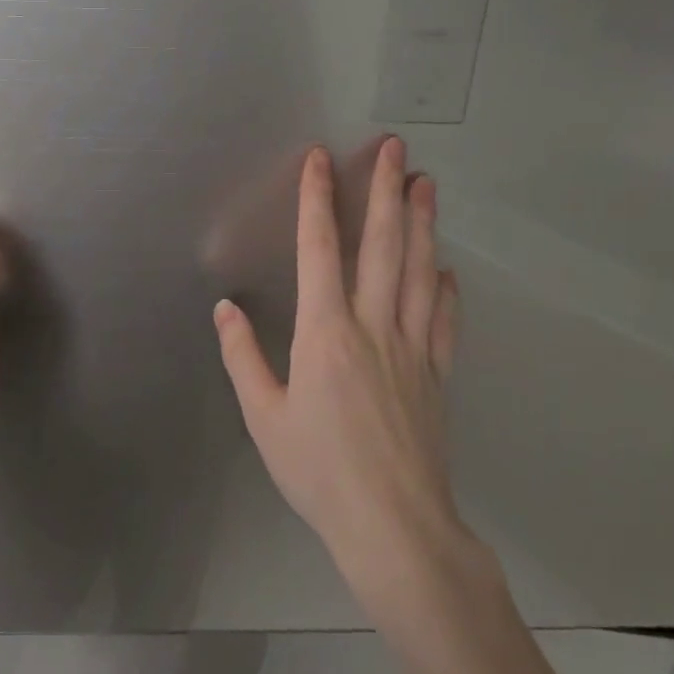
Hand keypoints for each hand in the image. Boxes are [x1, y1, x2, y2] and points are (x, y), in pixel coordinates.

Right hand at [213, 139, 464, 596]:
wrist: (393, 525)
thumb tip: (225, 307)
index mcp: (325, 333)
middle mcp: (372, 327)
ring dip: (423, 224)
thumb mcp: (263, 416)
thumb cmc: (318, 470)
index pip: (319, 250)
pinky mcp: (437, 375)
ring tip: (426, 185)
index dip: (318, 200)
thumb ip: (242, 356)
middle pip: (383, 247)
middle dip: (385, 192)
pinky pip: (444, 322)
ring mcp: (412, 349)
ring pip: (421, 273)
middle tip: (396, 148)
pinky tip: (448, 270)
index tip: (320, 159)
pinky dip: (447, 290)